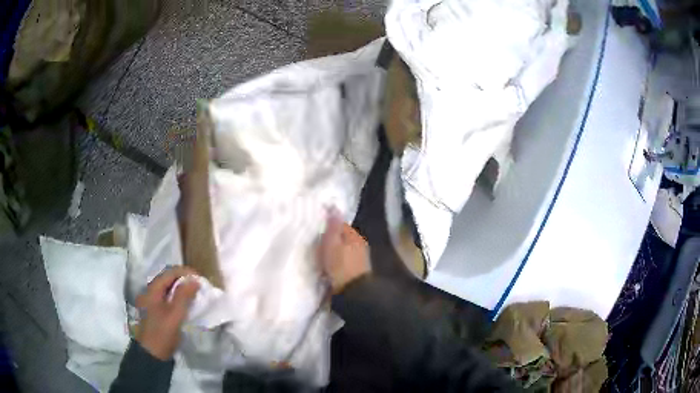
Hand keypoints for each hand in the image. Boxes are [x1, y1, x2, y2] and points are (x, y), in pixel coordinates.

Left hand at [135, 267, 199, 359]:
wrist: (152, 354)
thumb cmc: (163, 333)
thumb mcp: (175, 314)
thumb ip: (183, 296)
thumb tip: (194, 280)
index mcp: (152, 290)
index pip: (170, 272)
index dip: (185, 272)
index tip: (200, 278)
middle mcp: (150, 292)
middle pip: (168, 279)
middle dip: (184, 279)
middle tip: (199, 285)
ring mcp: (152, 301)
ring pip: (168, 288)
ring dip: (181, 288)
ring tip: (195, 293)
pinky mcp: (155, 311)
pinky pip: (167, 298)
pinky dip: (177, 297)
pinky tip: (186, 304)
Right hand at [318, 210, 371, 293]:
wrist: (352, 291)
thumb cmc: (340, 265)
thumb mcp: (332, 243)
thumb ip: (333, 226)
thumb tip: (334, 207)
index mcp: (354, 236)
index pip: (340, 225)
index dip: (328, 226)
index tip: (316, 229)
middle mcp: (359, 245)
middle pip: (342, 237)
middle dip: (331, 238)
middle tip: (316, 242)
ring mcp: (359, 259)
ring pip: (343, 249)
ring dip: (333, 250)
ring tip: (320, 254)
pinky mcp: (356, 270)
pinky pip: (343, 260)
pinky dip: (336, 260)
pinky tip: (328, 266)